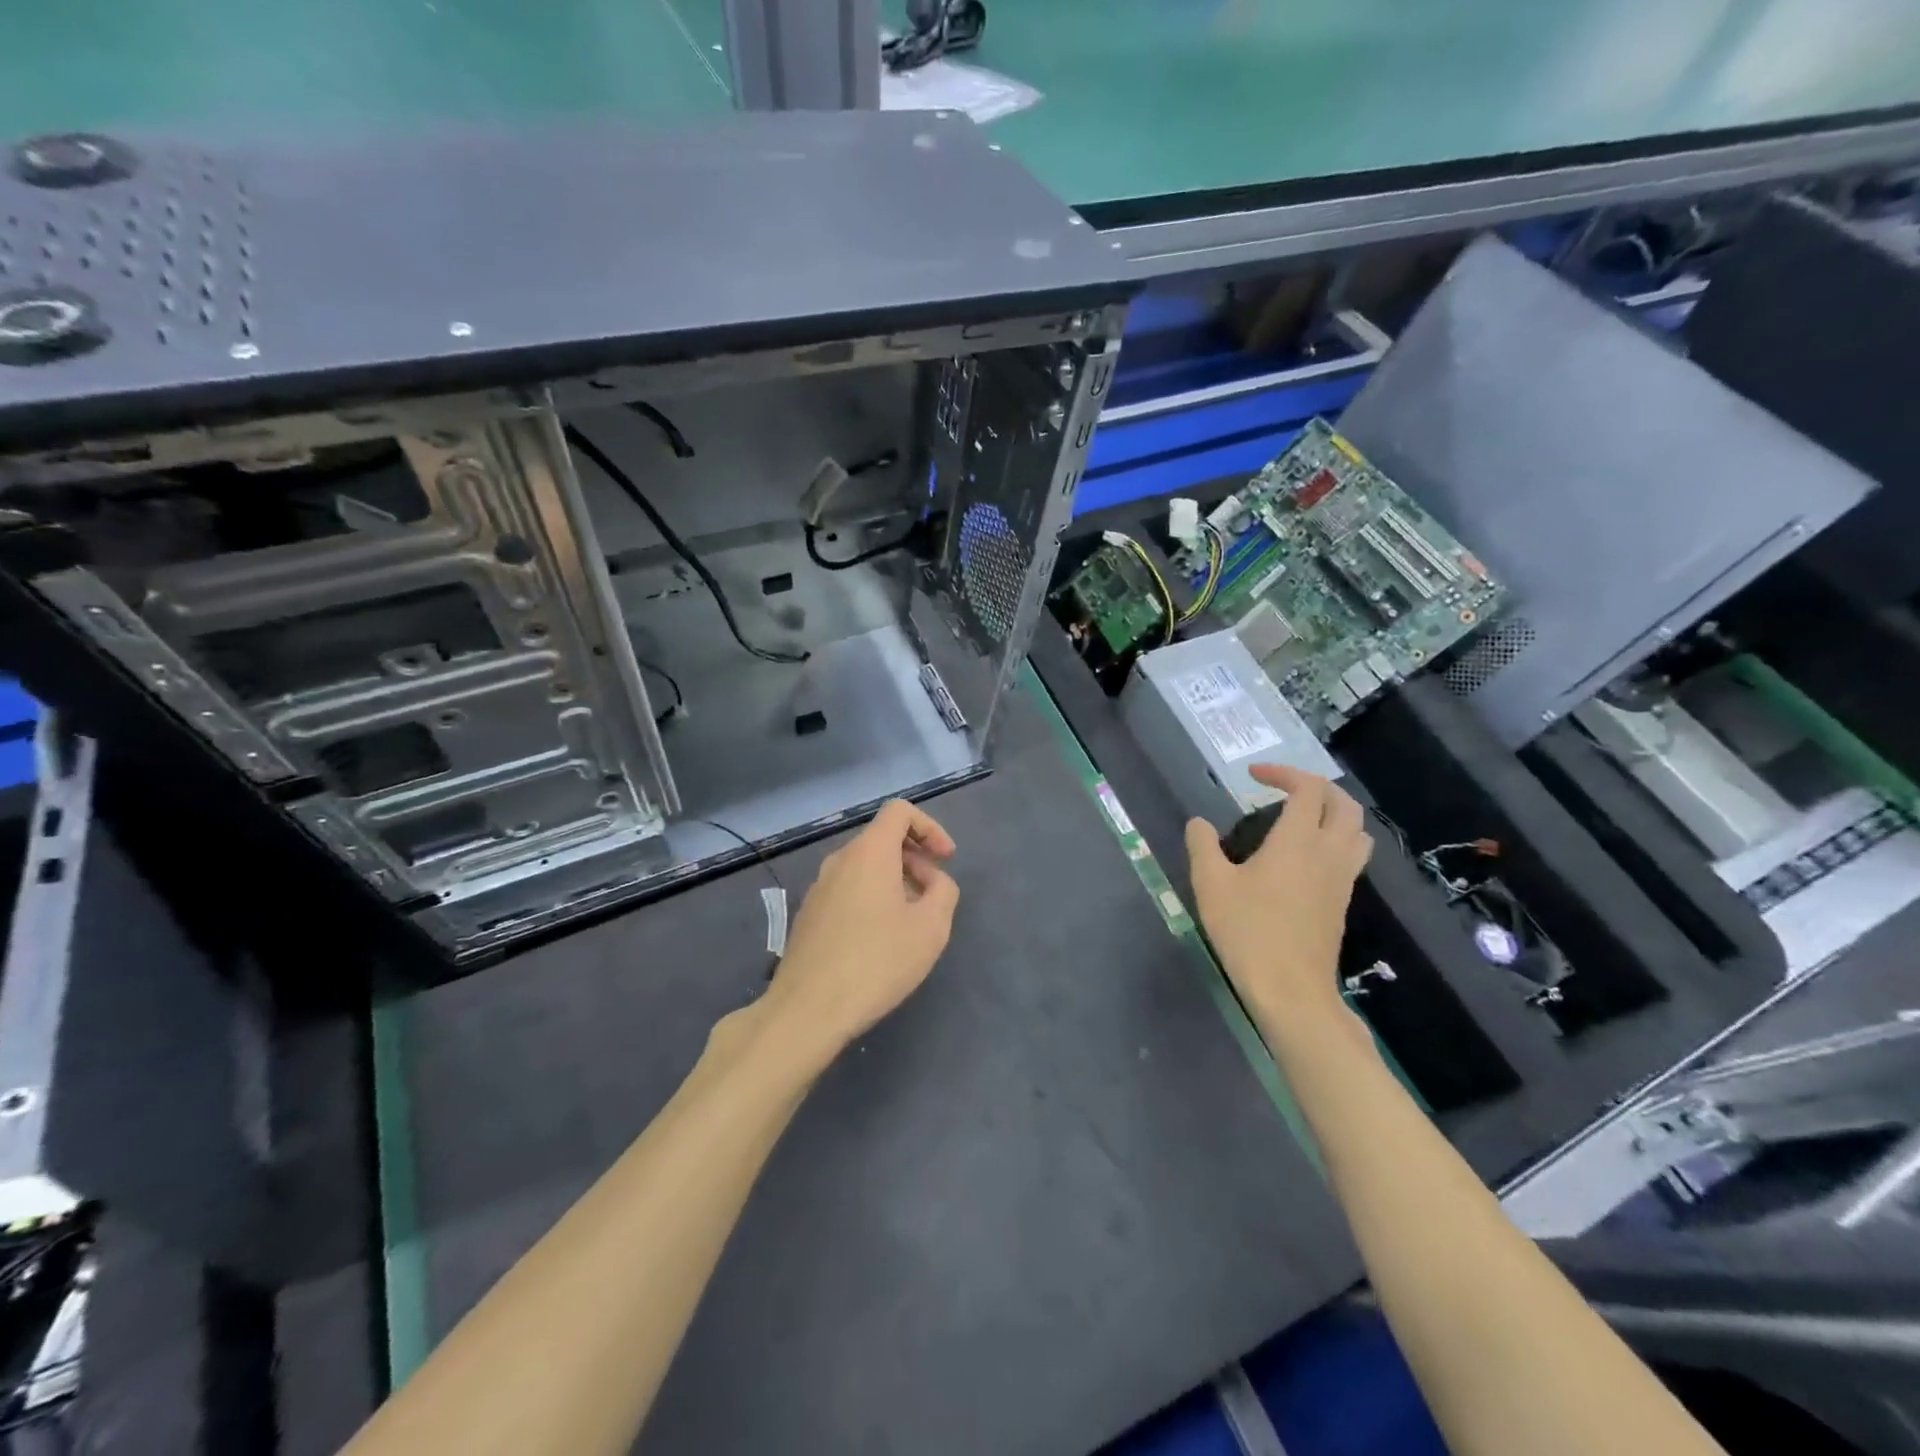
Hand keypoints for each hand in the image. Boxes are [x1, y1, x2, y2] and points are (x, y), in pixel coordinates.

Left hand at [761, 799, 959, 1058]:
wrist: (808, 1009)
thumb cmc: (877, 962)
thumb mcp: (931, 928)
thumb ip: (943, 892)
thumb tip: (934, 882)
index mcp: (869, 852)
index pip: (899, 811)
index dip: (930, 827)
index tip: (946, 860)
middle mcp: (839, 860)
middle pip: (882, 839)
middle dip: (915, 859)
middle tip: (934, 896)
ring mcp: (818, 887)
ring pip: (864, 866)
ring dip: (894, 881)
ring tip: (911, 922)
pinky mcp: (809, 915)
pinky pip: (847, 889)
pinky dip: (872, 898)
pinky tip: (880, 940)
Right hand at [1185, 765, 1372, 1035]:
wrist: (1291, 990)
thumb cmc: (1248, 931)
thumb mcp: (1211, 885)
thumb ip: (1203, 846)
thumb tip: (1199, 823)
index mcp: (1298, 840)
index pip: (1306, 789)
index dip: (1283, 773)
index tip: (1254, 776)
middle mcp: (1328, 852)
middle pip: (1343, 803)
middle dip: (1315, 787)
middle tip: (1283, 789)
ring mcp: (1342, 878)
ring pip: (1357, 830)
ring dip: (1334, 812)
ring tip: (1303, 818)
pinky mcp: (1344, 902)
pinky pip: (1353, 855)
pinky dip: (1337, 839)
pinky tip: (1307, 857)